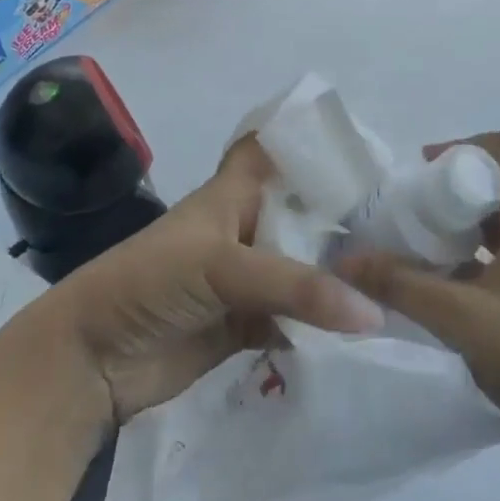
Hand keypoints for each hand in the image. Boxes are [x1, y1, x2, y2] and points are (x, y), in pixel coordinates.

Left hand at [48, 137, 383, 423]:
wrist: (91, 360)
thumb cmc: (150, 282)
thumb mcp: (221, 266)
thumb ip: (296, 286)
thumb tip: (372, 311)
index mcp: (234, 193)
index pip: (275, 148)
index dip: (311, 140)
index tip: (367, 146)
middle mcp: (246, 227)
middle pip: (303, 211)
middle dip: (345, 215)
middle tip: (408, 222)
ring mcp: (247, 278)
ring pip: (303, 267)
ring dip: (339, 274)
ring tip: (402, 274)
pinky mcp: (247, 325)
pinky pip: (296, 318)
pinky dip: (324, 324)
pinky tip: (367, 327)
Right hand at [334, 130, 499, 467]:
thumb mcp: (458, 317)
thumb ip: (400, 285)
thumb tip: (345, 261)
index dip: (466, 146)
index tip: (425, 171)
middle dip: (454, 186)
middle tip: (412, 209)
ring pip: (499, 219)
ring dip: (459, 223)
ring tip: (416, 243)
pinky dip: (468, 255)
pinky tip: (435, 281)